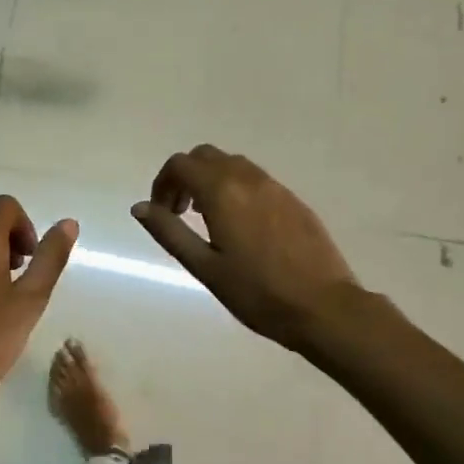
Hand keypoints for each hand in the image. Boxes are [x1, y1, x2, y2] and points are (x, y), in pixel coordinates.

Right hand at [133, 145, 360, 349]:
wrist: (323, 307)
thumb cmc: (257, 292)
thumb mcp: (204, 267)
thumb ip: (170, 232)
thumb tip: (140, 207)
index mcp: (222, 192)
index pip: (181, 165)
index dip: (162, 183)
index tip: (162, 212)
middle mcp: (248, 179)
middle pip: (206, 156)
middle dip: (185, 176)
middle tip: (180, 212)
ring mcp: (275, 187)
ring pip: (233, 164)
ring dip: (211, 180)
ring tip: (207, 219)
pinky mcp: (294, 200)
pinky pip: (255, 179)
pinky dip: (236, 188)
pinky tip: (240, 226)